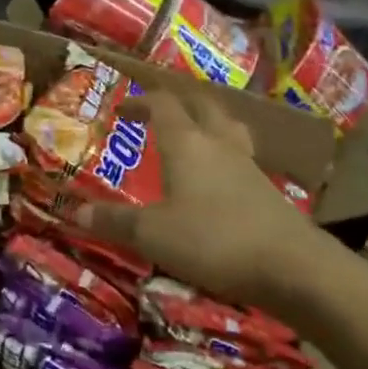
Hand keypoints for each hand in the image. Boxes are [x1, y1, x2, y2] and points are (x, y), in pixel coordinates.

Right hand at [76, 91, 347, 324]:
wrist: (295, 268)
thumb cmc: (214, 240)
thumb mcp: (152, 235)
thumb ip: (114, 222)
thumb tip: (72, 212)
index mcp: (187, 143)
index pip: (162, 104)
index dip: (140, 101)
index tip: (121, 108)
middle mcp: (218, 144)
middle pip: (200, 104)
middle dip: (176, 100)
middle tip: (157, 108)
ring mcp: (247, 165)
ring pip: (226, 126)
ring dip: (206, 120)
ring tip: (192, 130)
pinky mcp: (267, 190)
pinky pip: (240, 155)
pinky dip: (224, 153)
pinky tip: (219, 176)